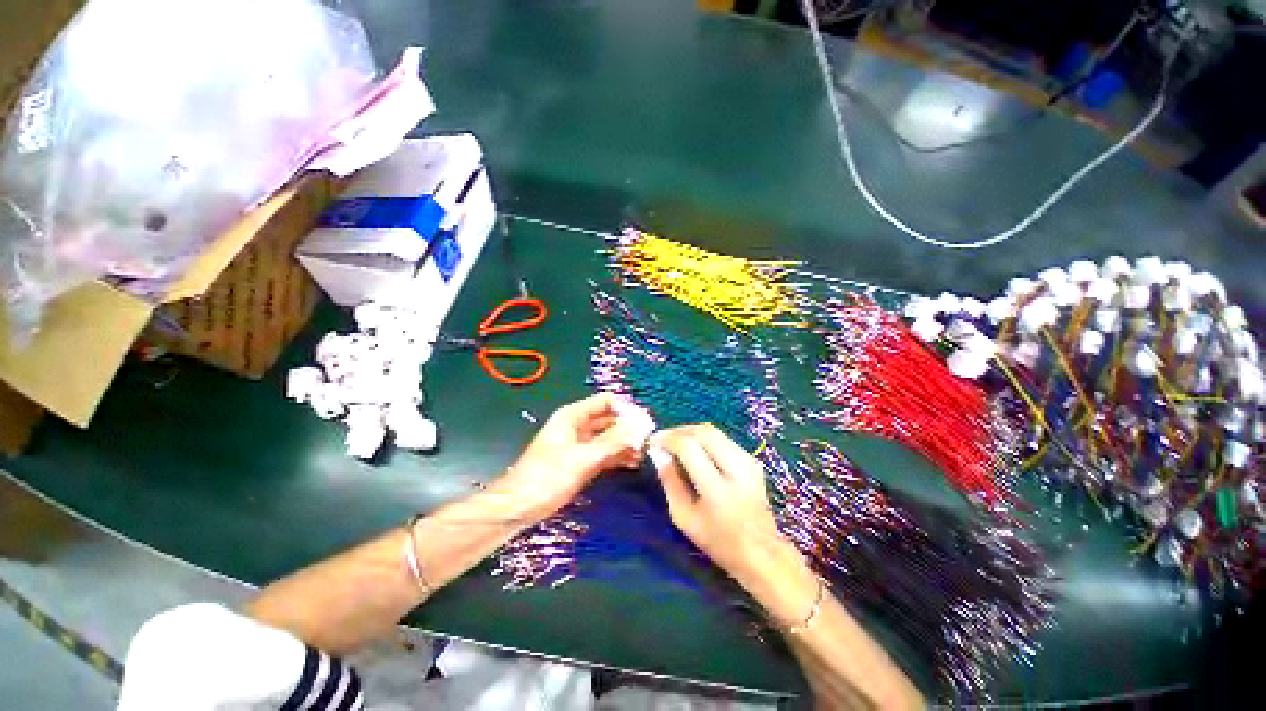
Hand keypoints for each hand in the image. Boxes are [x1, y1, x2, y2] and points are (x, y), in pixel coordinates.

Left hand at [495, 393, 651, 521]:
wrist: (518, 508)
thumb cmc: (546, 478)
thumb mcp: (582, 458)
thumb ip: (612, 442)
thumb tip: (642, 426)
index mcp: (573, 416)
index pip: (607, 401)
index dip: (626, 409)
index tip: (645, 424)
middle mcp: (578, 425)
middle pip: (610, 418)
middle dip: (629, 427)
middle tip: (649, 440)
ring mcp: (580, 444)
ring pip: (609, 436)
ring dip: (626, 442)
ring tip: (643, 453)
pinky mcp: (582, 461)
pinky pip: (605, 452)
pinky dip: (618, 455)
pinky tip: (633, 462)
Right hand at [649, 424, 800, 586]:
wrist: (762, 552)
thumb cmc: (718, 541)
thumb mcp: (684, 518)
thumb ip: (670, 482)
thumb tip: (658, 453)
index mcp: (717, 488)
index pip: (688, 447)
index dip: (667, 439)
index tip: (653, 443)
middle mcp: (736, 468)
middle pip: (703, 431)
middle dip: (678, 431)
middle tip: (663, 439)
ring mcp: (748, 461)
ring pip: (714, 431)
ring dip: (690, 432)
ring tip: (675, 443)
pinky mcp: (752, 460)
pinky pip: (723, 439)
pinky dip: (704, 439)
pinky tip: (694, 450)